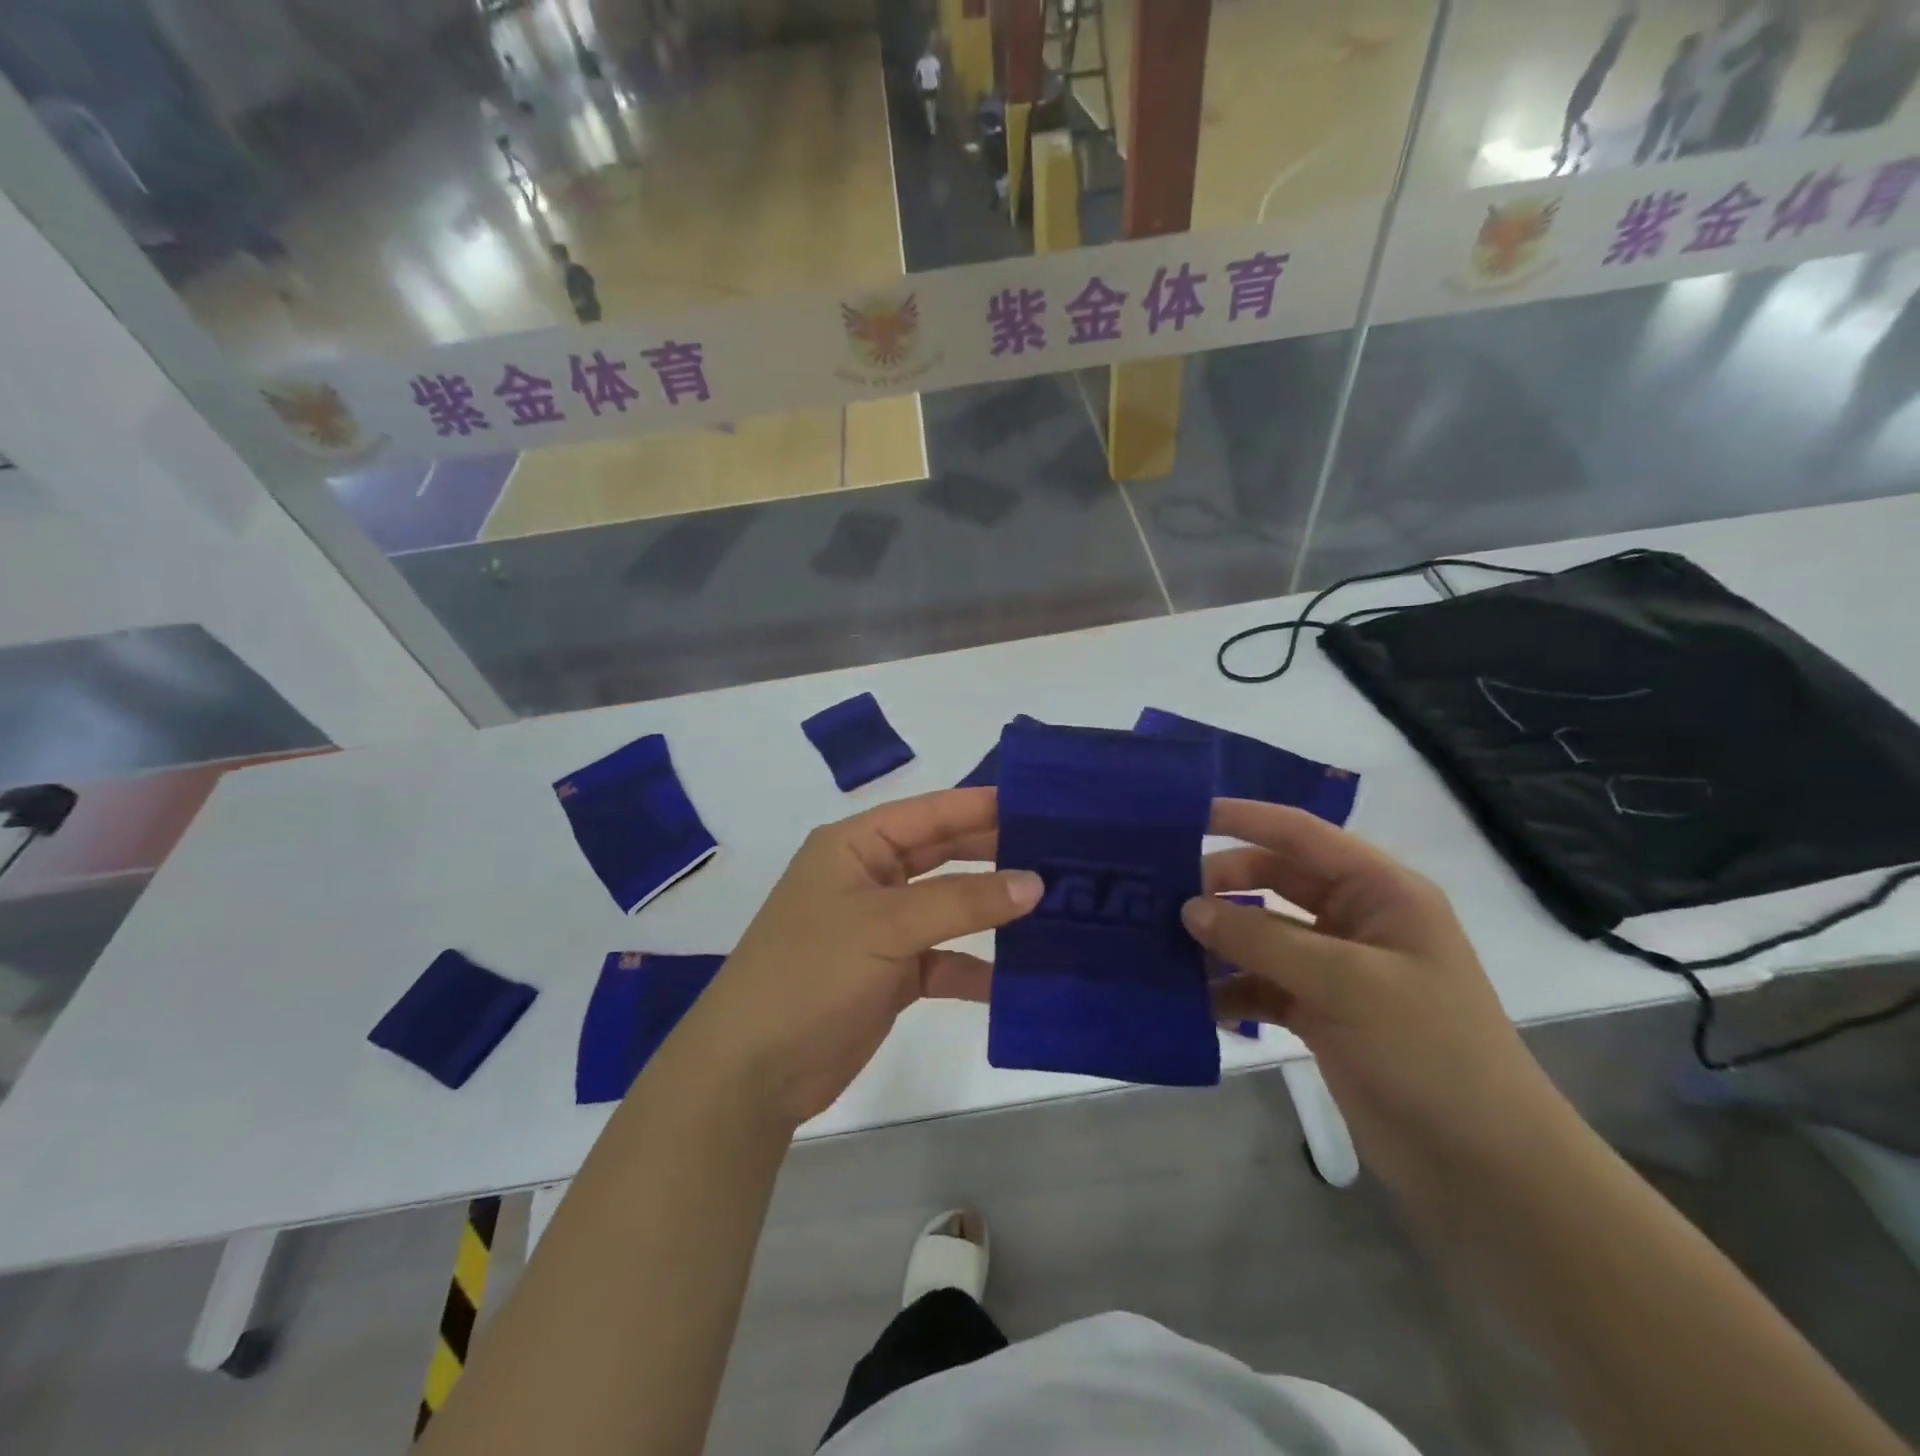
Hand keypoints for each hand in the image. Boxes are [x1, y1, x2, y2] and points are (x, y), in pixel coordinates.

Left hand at [674, 787, 1040, 1130]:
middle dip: (997, 855)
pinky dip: (975, 967)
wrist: (752, 1072)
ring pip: (950, 908)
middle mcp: (870, 877)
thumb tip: (1035, 883)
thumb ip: (962, 901)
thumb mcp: (886, 926)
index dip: (984, 806)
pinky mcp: (891, 975)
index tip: (1046, 805)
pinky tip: (1016, 978)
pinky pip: (944, 960)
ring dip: (992, 911)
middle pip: (944, 855)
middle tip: (1063, 854)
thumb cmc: (811, 973)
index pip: (931, 812)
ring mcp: (881, 927)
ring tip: (1055, 908)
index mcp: (856, 845)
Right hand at [1186, 801, 1571, 1201]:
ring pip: (1261, 934)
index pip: (1301, 834)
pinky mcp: (1321, 1010)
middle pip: (1273, 880)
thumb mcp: (1344, 983)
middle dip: (1220, 885)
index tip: (1182, 817)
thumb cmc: (1429, 1052)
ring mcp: (1336, 967)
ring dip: (1218, 940)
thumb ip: (1261, 939)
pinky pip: (1262, 983)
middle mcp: (1355, 918)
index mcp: (1380, 891)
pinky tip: (1193, 1002)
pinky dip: (1230, 989)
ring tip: (1162, 947)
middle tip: (1161, 897)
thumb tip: (1188, 908)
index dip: (1244, 818)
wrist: (1484, 1167)